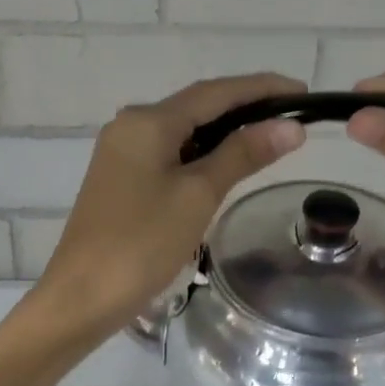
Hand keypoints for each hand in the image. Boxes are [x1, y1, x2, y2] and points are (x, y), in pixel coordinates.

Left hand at [29, 73, 307, 340]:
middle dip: (246, 108)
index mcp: (147, 121)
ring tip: (270, 138)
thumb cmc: (142, 243)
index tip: (302, 91)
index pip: (215, 92)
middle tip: (292, 118)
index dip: (262, 88)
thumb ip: (243, 155)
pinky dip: (203, 153)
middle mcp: (130, 125)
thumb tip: (289, 127)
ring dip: (226, 132)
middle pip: (198, 106)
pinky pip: (170, 153)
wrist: (82, 297)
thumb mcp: (198, 195)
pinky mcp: (121, 179)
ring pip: (184, 130)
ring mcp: (122, 152)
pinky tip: (226, 164)